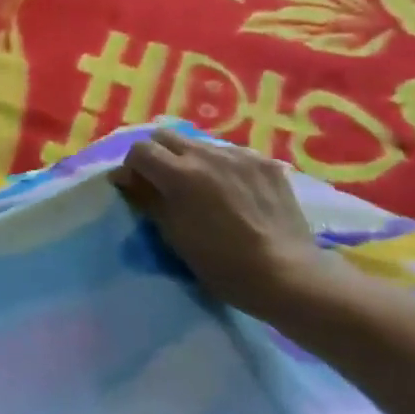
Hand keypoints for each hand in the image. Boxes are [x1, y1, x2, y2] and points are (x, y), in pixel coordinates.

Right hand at [109, 131, 325, 317]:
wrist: (289, 277)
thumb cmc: (223, 265)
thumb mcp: (173, 236)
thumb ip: (147, 199)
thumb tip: (125, 178)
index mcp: (180, 174)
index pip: (140, 150)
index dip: (133, 167)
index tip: (137, 188)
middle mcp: (207, 154)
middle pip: (165, 136)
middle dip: (157, 155)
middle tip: (164, 183)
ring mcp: (240, 155)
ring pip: (200, 144)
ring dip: (191, 160)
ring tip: (204, 188)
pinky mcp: (266, 163)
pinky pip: (232, 154)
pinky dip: (223, 168)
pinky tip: (234, 192)